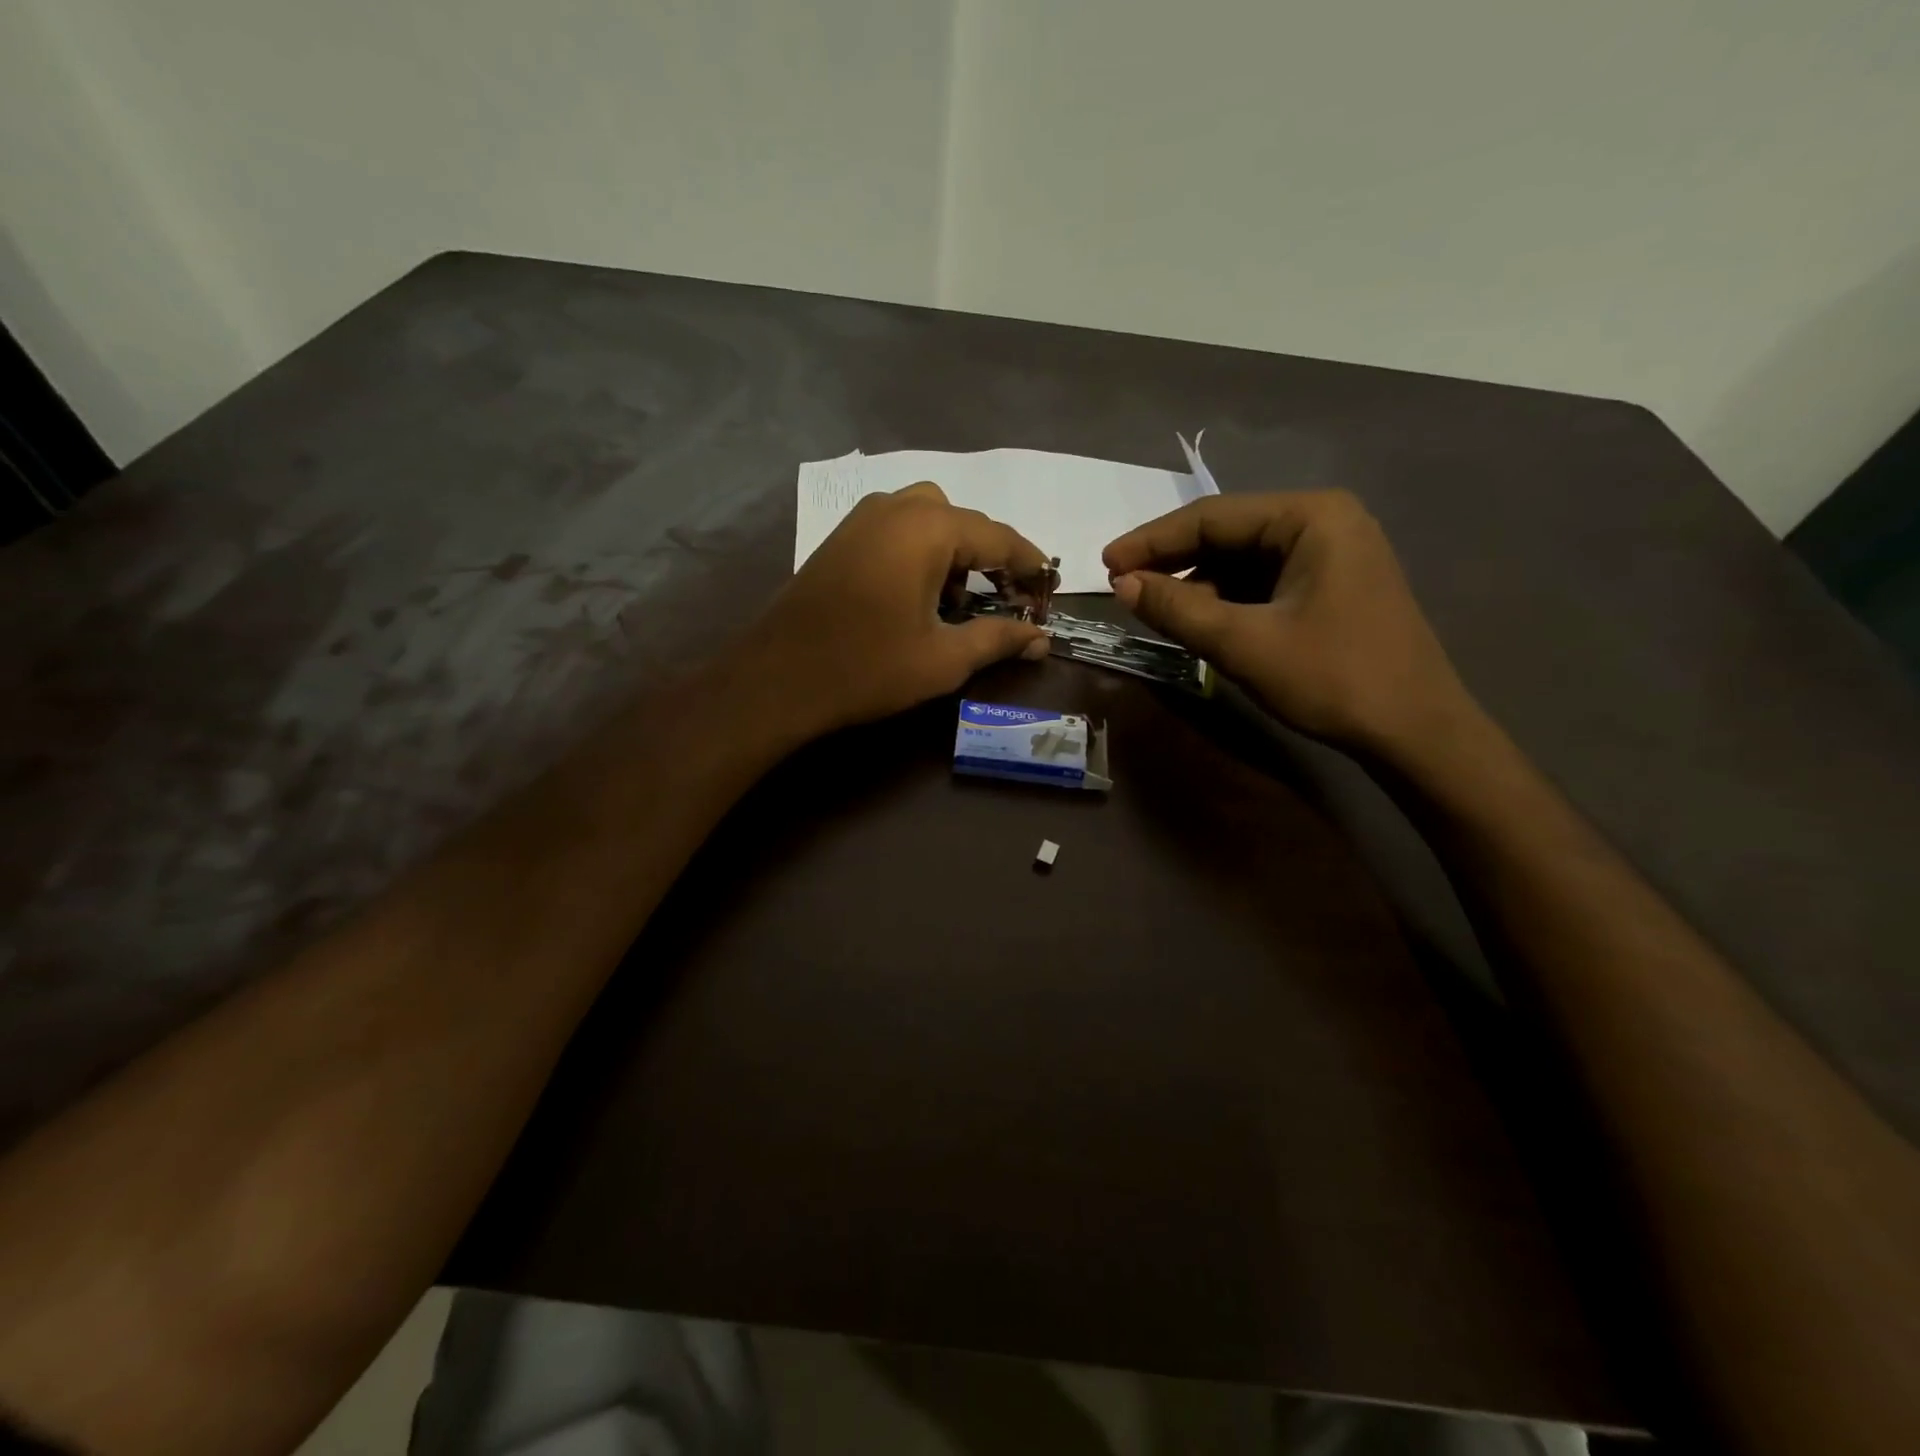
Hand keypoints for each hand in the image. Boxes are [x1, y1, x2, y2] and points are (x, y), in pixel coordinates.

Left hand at [743, 482, 1051, 739]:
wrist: (779, 678)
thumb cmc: (868, 667)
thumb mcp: (943, 659)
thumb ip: (998, 640)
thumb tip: (1041, 639)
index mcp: (929, 528)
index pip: (999, 536)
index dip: (1030, 564)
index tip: (1050, 587)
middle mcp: (897, 507)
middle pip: (963, 521)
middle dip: (989, 557)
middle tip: (1003, 600)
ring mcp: (862, 519)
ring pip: (927, 519)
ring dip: (952, 553)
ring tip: (956, 604)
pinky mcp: (841, 538)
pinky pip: (896, 529)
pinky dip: (919, 552)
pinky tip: (916, 596)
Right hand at [1103, 491, 1474, 754]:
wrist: (1415, 732)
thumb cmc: (1334, 679)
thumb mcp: (1244, 644)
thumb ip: (1178, 609)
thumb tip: (1122, 585)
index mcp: (1311, 517)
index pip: (1212, 516)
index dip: (1152, 541)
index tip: (1105, 563)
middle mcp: (1323, 521)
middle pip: (1228, 533)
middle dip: (1173, 562)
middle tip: (1122, 586)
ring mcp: (1331, 553)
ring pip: (1242, 559)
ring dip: (1196, 583)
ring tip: (1153, 608)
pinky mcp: (1330, 584)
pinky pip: (1262, 581)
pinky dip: (1225, 599)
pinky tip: (1198, 619)